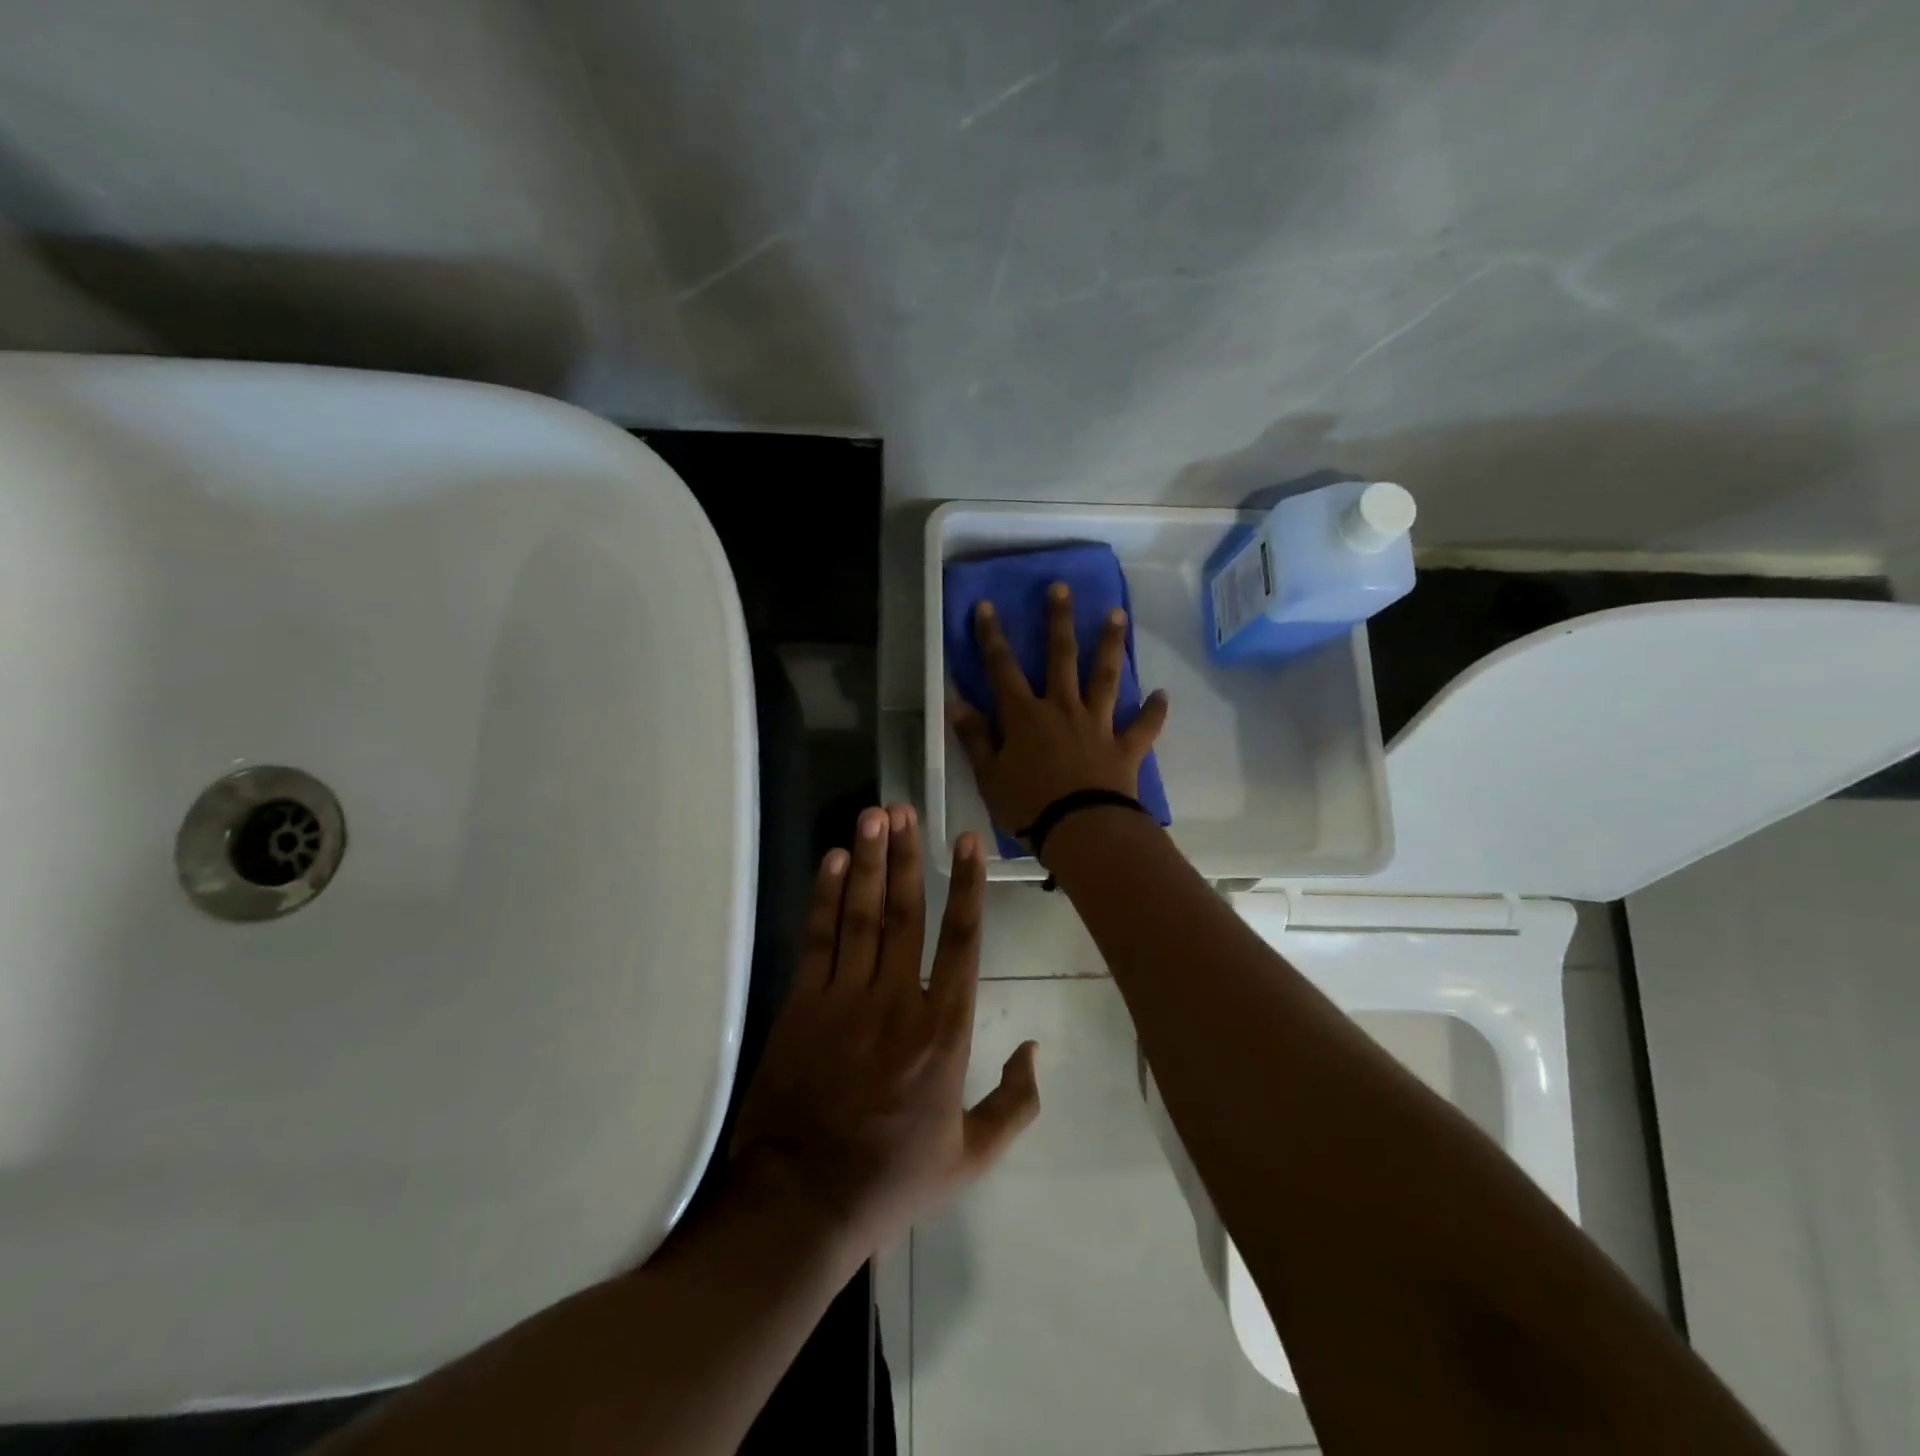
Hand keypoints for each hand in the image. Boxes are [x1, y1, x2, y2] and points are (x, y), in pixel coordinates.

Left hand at [730, 805, 1039, 1253]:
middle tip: (905, 808)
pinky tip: (833, 861)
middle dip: (907, 855)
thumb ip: (1015, 1103)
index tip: (965, 840)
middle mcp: (898, 1000)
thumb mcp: (972, 1155)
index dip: (967, 885)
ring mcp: (846, 999)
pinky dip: (826, 897)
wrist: (803, 1201)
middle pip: (906, 912)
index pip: (962, 941)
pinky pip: (818, 939)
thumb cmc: (893, 1177)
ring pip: (861, 915)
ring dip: (868, 861)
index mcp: (945, 1031)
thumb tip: (1035, 1049)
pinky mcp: (803, 1005)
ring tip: (874, 815)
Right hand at [950, 583, 1168, 839]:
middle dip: (1059, 621)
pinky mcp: (1125, 747)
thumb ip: (976, 738)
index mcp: (1025, 716)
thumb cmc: (1028, 806)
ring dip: (1110, 645)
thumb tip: (956, 704)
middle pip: (1060, 657)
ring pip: (1106, 677)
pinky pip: (1143, 726)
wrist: (1082, 830)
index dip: (991, 636)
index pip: (1002, 668)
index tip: (986, 606)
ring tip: (1117, 615)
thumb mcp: (989, 776)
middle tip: (1062, 588)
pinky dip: (1154, 711)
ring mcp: (1097, 724)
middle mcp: (1062, 709)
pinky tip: (1163, 695)